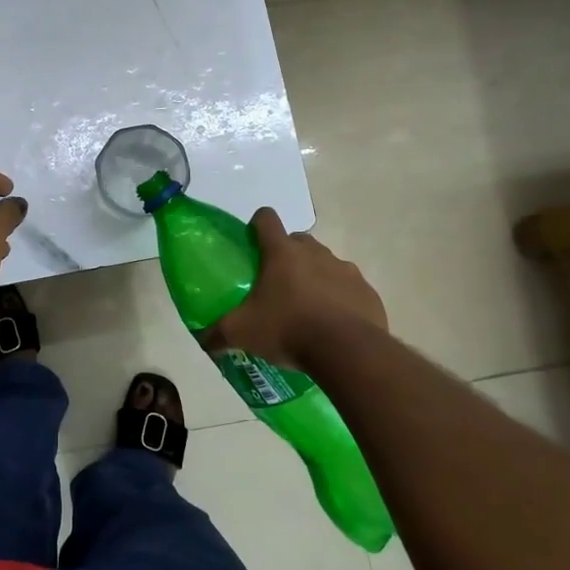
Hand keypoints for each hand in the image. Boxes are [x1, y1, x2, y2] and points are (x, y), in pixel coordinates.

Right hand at [202, 208, 386, 371]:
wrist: (347, 351)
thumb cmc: (288, 328)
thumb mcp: (242, 332)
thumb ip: (218, 333)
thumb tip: (202, 340)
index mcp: (282, 252)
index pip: (266, 218)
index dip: (257, 225)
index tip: (252, 243)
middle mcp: (315, 252)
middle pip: (298, 241)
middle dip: (287, 255)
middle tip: (276, 284)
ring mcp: (346, 270)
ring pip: (326, 264)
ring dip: (316, 278)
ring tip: (307, 309)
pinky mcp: (367, 292)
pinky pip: (350, 289)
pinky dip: (340, 300)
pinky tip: (333, 325)